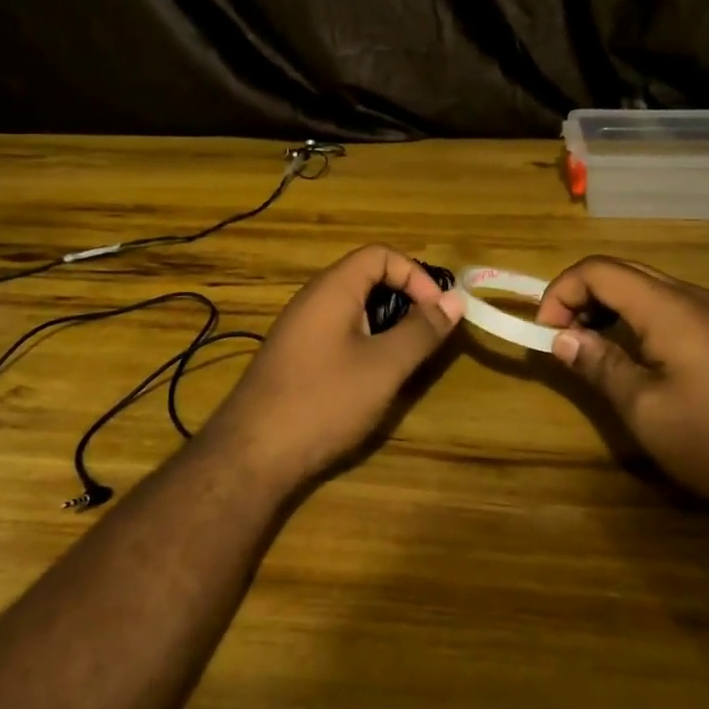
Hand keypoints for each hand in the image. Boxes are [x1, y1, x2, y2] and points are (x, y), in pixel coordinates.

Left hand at [202, 246, 464, 494]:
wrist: (253, 453)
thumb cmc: (324, 401)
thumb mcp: (384, 366)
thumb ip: (421, 331)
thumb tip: (455, 300)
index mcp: (332, 288)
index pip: (380, 255)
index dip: (415, 275)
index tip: (437, 311)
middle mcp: (312, 299)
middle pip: (366, 277)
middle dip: (404, 299)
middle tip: (427, 335)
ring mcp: (299, 328)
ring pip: (352, 308)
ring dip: (385, 324)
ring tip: (404, 358)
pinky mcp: (294, 356)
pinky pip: (337, 332)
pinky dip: (363, 342)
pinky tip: (371, 378)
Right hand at [537, 256, 708, 527]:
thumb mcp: (644, 408)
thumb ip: (599, 365)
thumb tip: (561, 338)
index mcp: (666, 306)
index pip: (597, 270)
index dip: (560, 292)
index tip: (545, 334)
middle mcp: (688, 296)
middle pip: (619, 272)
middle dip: (580, 296)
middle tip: (561, 338)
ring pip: (643, 287)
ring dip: (606, 307)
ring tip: (589, 347)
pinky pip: (665, 306)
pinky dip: (633, 318)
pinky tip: (631, 355)